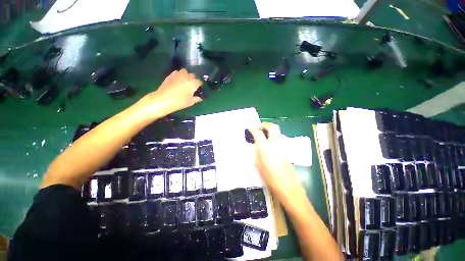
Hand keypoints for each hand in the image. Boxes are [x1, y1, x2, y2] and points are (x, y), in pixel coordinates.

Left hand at [142, 69, 202, 116]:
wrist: (164, 99)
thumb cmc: (180, 102)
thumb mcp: (190, 102)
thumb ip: (196, 99)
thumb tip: (199, 98)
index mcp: (193, 83)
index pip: (199, 82)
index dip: (199, 85)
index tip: (199, 88)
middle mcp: (187, 77)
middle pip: (192, 75)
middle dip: (193, 79)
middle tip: (192, 85)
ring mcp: (178, 75)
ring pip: (185, 71)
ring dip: (186, 75)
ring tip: (185, 81)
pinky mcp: (171, 75)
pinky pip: (177, 72)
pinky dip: (179, 75)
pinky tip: (177, 80)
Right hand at [249, 123, 301, 197]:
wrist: (286, 183)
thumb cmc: (269, 175)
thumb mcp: (257, 163)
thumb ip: (256, 151)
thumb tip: (256, 144)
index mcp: (265, 146)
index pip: (258, 132)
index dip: (253, 129)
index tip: (250, 129)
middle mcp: (275, 142)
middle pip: (272, 126)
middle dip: (265, 124)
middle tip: (260, 127)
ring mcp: (283, 144)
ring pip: (278, 131)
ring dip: (271, 129)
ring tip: (266, 133)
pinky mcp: (287, 147)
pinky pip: (280, 137)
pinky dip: (275, 135)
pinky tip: (272, 141)